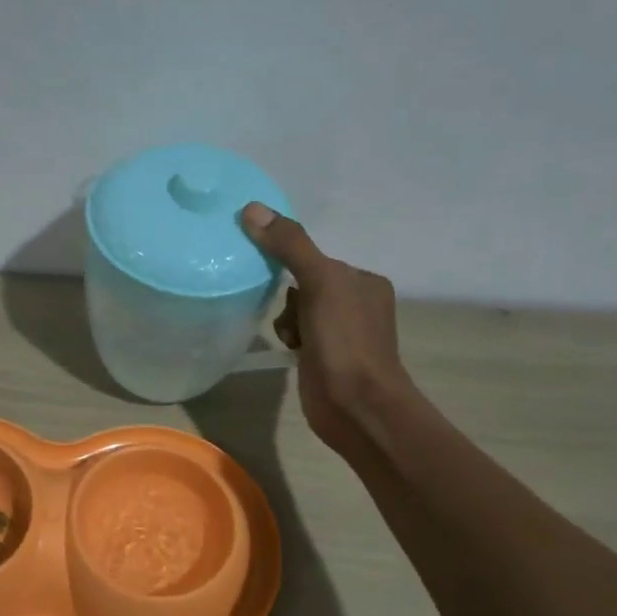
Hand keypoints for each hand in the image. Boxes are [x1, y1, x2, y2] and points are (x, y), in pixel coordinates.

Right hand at [241, 202, 416, 462]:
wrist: (357, 406)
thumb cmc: (345, 341)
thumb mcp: (320, 283)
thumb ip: (290, 246)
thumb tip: (252, 209)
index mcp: (364, 282)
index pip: (315, 259)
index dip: (291, 266)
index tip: (273, 277)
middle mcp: (357, 304)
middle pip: (304, 285)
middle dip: (289, 299)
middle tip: (290, 317)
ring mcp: (342, 335)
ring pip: (297, 312)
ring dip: (286, 322)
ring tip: (290, 339)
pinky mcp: (326, 360)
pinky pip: (298, 336)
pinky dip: (289, 340)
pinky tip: (291, 351)